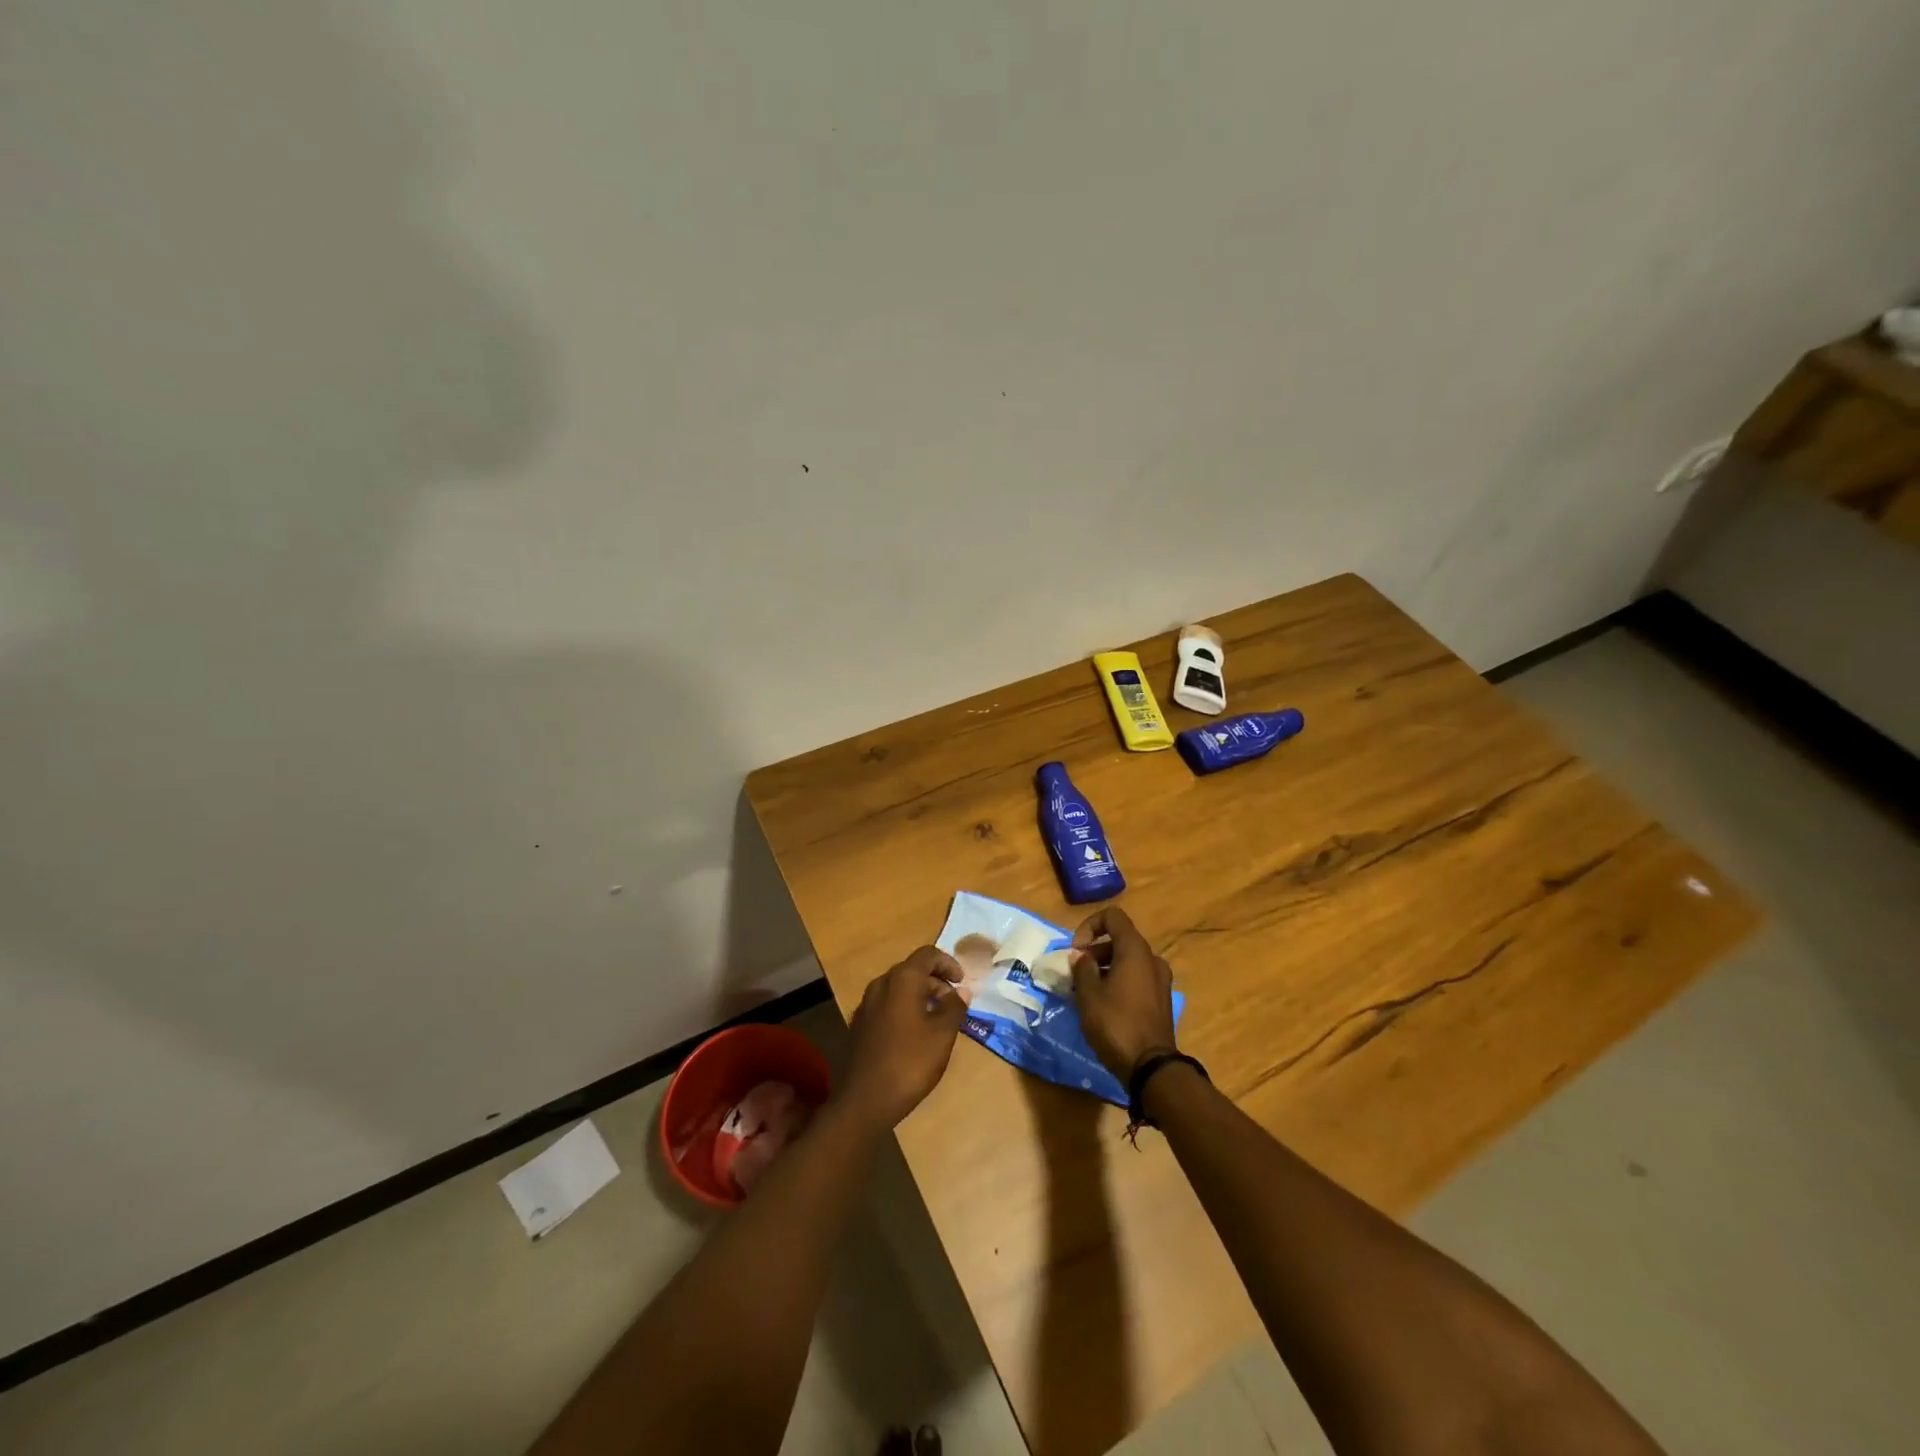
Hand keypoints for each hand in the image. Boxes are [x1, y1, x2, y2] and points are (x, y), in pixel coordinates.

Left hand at [842, 947, 966, 1129]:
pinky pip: (887, 1004)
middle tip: (953, 1004)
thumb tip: (961, 990)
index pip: (928, 954)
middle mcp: (881, 984)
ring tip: (938, 1020)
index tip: (962, 982)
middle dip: (936, 981)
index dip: (948, 963)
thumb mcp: (942, 1035)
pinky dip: (905, 1008)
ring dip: (921, 996)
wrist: (864, 1100)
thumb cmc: (909, 1063)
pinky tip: (915, 1034)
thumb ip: (954, 1007)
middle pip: (912, 970)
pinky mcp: (860, 1024)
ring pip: (899, 988)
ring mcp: (866, 1004)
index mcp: (902, 980)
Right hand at [1070, 906, 1176, 1079]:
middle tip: (1076, 975)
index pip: (1113, 917)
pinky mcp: (1161, 999)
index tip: (1076, 950)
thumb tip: (1081, 956)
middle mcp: (1151, 959)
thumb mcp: (1089, 995)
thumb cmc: (1116, 1024)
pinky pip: (1136, 978)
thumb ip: (1082, 969)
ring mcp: (1160, 980)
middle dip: (1094, 952)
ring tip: (1086, 992)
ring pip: (1128, 961)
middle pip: (1119, 940)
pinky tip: (1104, 1005)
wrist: (1151, 1067)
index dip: (1090, 926)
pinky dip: (1119, 981)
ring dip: (1105, 968)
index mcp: (1135, 950)